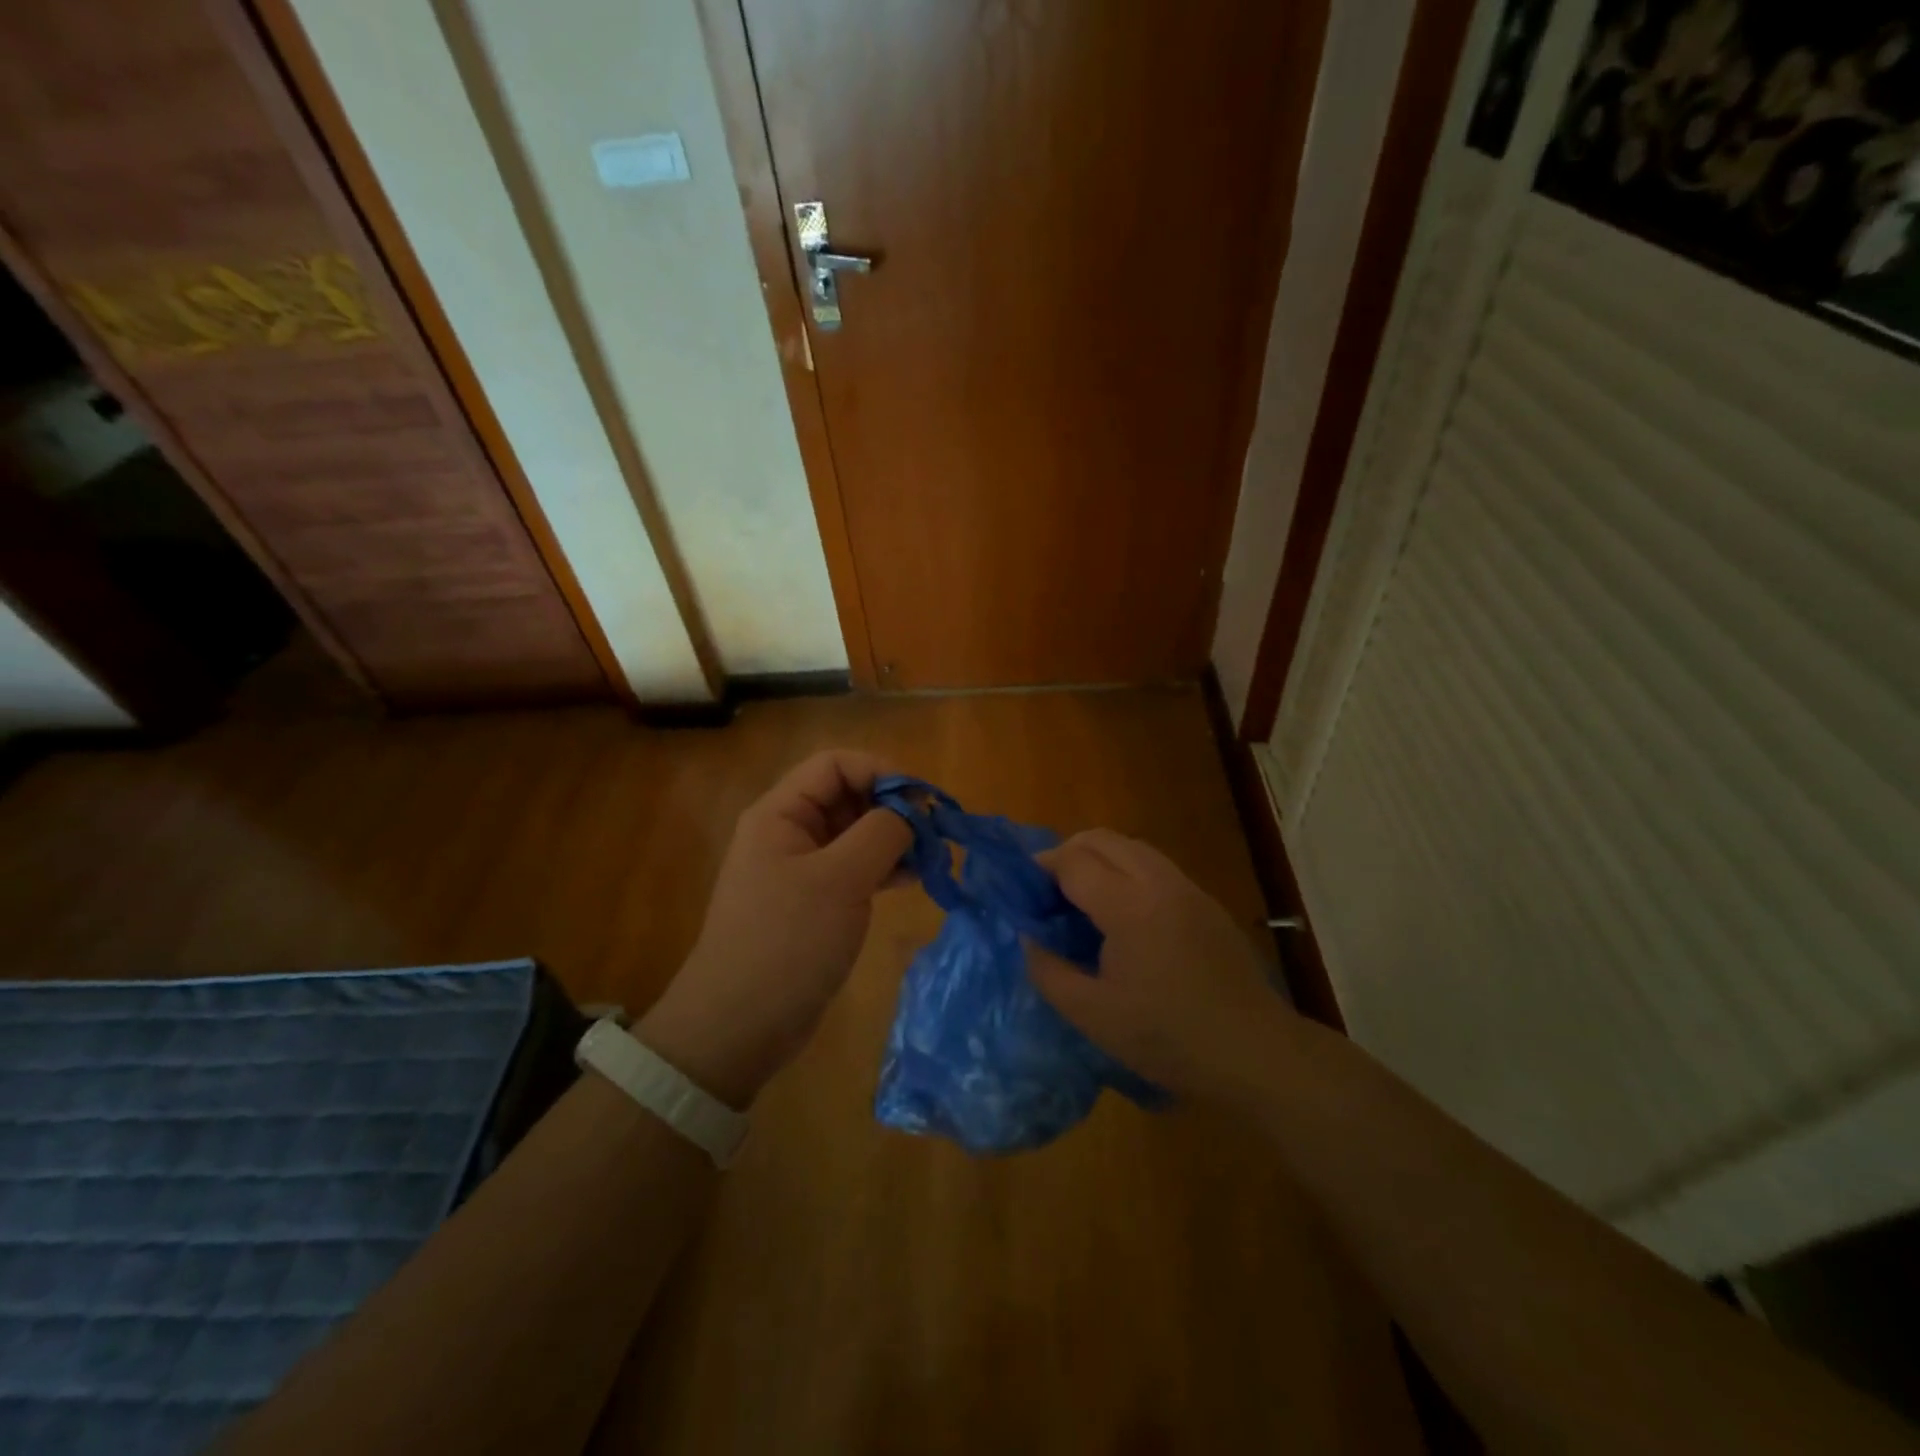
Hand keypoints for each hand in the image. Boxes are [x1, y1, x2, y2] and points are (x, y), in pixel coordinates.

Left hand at [639, 750, 911, 1107]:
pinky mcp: (814, 902)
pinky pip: (854, 867)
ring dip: (894, 838)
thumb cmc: (787, 941)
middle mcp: (789, 832)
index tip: (921, 800)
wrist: (740, 1026)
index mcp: (781, 814)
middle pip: (847, 796)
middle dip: (892, 807)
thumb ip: (881, 832)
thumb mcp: (840, 879)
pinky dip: (884, 866)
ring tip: (931, 857)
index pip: (835, 765)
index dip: (880, 771)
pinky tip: (914, 879)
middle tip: (933, 832)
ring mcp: (800, 869)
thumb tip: (912, 809)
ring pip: (855, 833)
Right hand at [1026, 829, 1291, 1104]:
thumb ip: (1049, 971)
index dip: (1041, 869)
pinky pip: (1155, 866)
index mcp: (1129, 906)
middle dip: (1067, 853)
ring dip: (1099, 858)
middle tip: (1048, 891)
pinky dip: (1127, 871)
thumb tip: (1029, 937)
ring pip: (1132, 847)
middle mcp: (1159, 882)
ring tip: (1082, 898)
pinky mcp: (1206, 902)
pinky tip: (1124, 914)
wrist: (1255, 1053)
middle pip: (1102, 839)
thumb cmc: (1168, 1037)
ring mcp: (1188, 888)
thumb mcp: (1093, 1016)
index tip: (1024, 893)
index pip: (1073, 861)